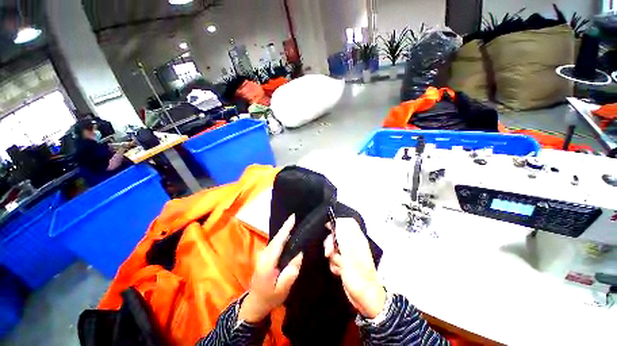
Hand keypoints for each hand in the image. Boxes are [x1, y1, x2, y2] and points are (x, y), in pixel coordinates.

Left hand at [239, 215, 302, 322]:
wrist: (255, 303)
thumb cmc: (270, 297)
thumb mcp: (283, 288)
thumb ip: (291, 271)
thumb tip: (299, 254)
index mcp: (268, 262)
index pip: (279, 241)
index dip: (286, 228)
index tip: (293, 217)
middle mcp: (264, 254)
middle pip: (277, 237)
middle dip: (286, 226)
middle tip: (296, 217)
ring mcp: (263, 255)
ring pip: (275, 239)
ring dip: (284, 231)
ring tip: (294, 224)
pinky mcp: (264, 256)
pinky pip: (275, 243)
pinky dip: (281, 236)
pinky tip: (288, 235)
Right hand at [324, 218, 385, 318]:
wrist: (365, 297)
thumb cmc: (359, 275)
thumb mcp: (350, 252)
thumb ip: (344, 235)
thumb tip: (339, 220)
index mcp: (357, 238)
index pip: (346, 222)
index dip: (336, 223)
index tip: (328, 228)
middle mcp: (353, 244)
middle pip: (337, 235)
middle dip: (331, 243)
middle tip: (330, 252)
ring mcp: (349, 255)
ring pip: (334, 247)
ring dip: (333, 257)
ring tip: (339, 265)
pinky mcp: (345, 264)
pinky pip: (334, 258)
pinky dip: (335, 265)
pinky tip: (340, 271)